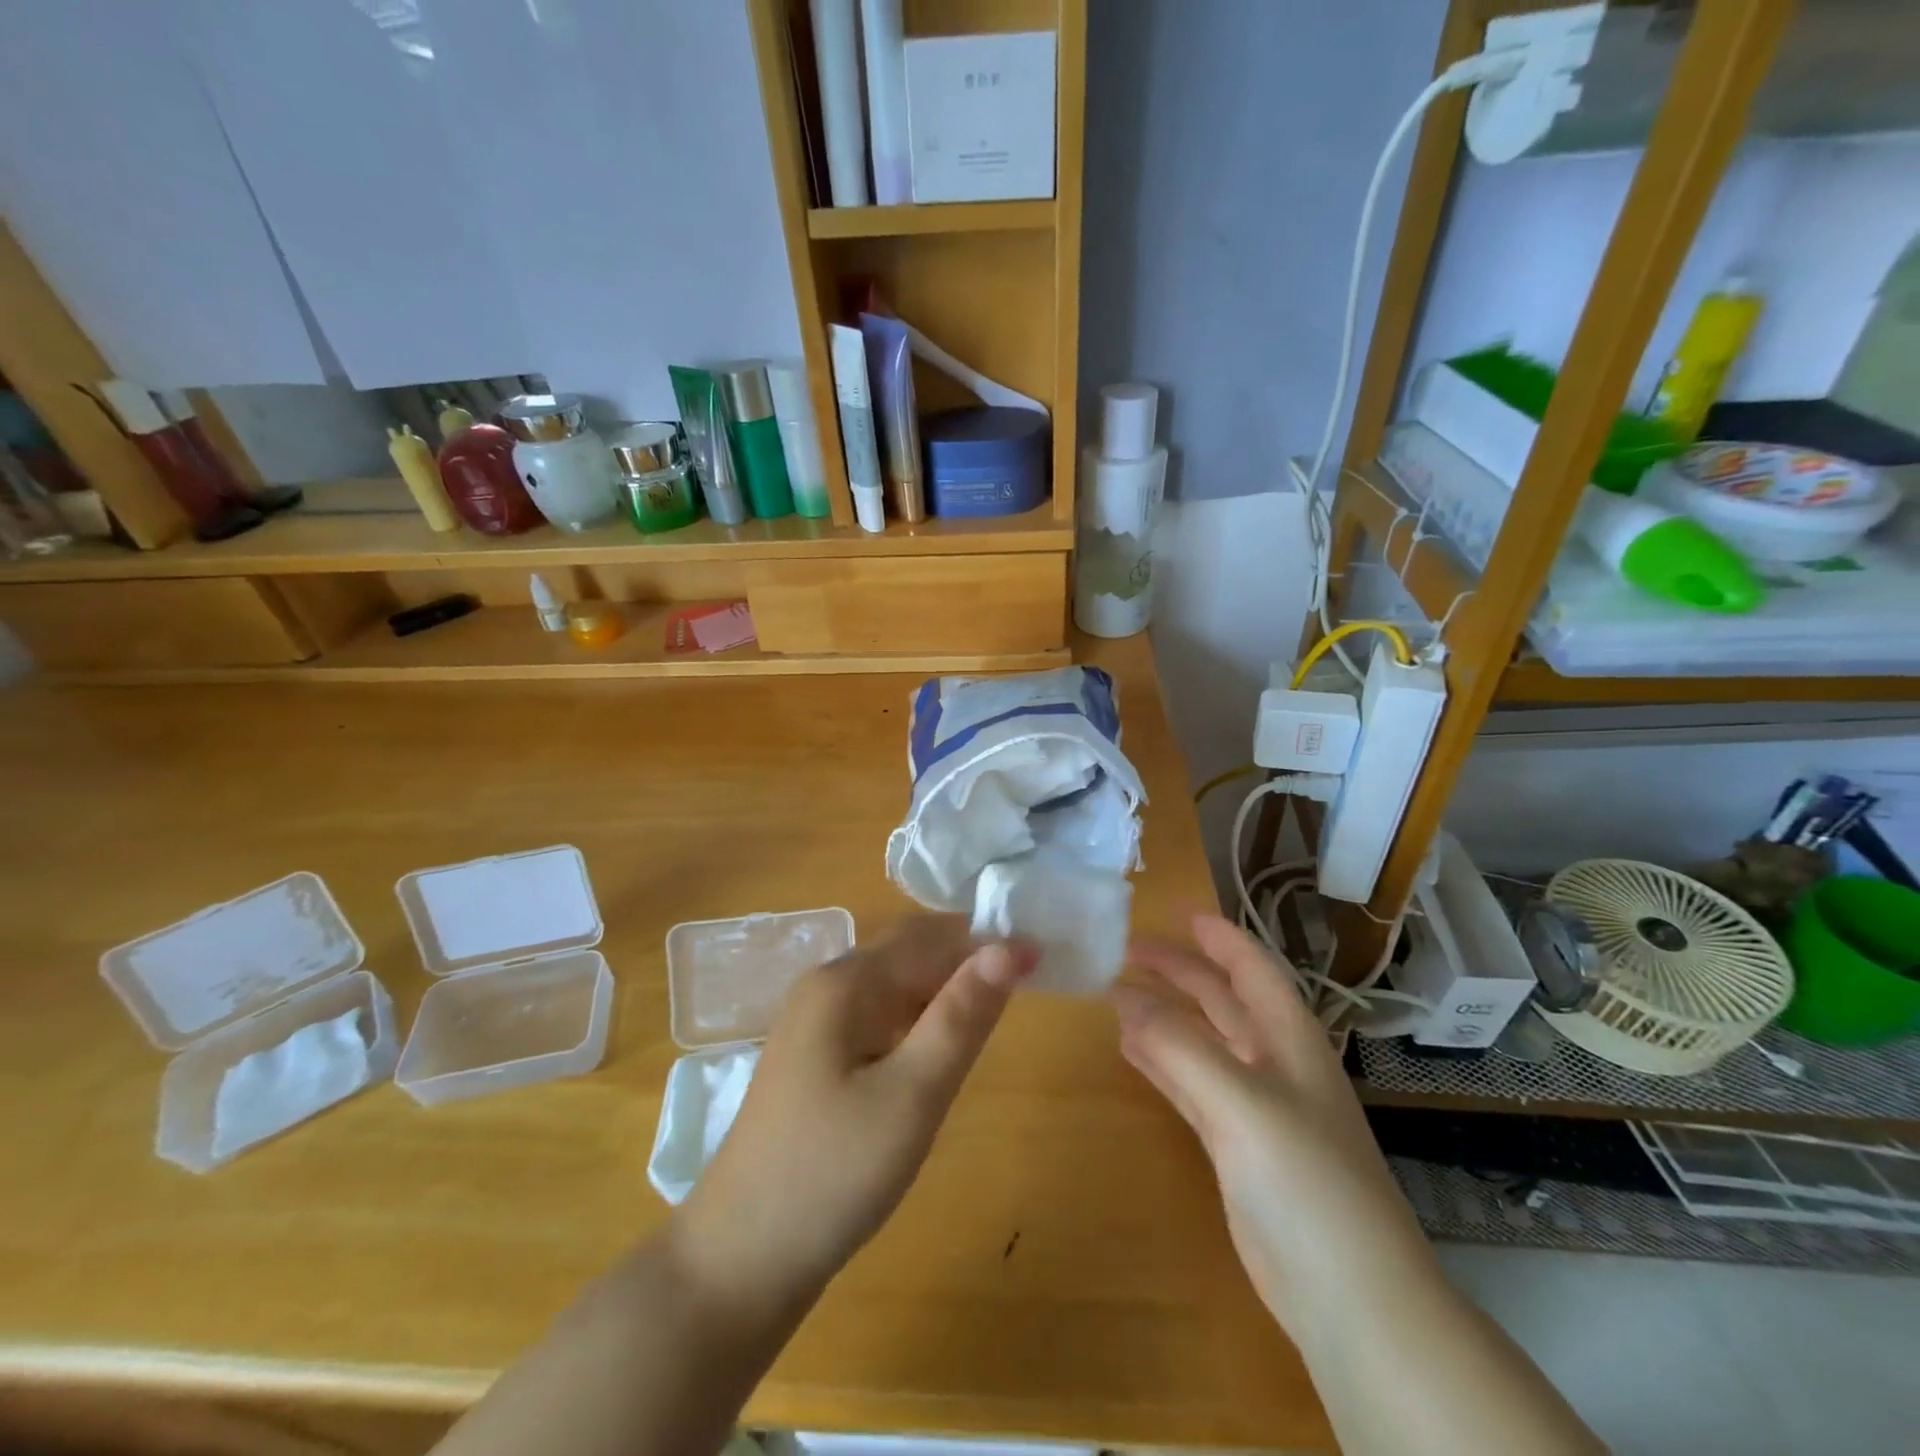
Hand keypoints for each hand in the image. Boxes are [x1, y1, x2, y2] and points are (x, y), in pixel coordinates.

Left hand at [672, 915, 1035, 1313]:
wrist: (740, 1259)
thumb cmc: (834, 1171)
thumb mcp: (913, 1094)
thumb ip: (962, 1017)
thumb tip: (1009, 947)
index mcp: (845, 981)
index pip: (929, 936)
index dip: (985, 941)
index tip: (1041, 958)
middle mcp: (825, 986)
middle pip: (908, 954)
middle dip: (965, 961)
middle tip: (1025, 987)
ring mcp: (814, 1023)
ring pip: (894, 987)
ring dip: (943, 992)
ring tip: (992, 1016)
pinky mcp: (814, 1058)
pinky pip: (877, 1019)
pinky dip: (916, 1022)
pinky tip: (937, 1051)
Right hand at [1113, 914, 1436, 1336]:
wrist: (1350, 1296)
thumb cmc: (1305, 1179)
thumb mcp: (1241, 1101)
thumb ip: (1180, 1046)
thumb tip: (1125, 998)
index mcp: (1289, 1040)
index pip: (1253, 970)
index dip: (1219, 937)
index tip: (1176, 912)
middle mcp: (1273, 1063)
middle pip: (1221, 1000)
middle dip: (1179, 972)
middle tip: (1126, 951)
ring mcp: (1254, 1107)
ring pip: (1202, 1041)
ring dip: (1164, 1015)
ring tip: (1116, 992)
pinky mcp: (1235, 1146)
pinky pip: (1190, 1084)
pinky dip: (1161, 1061)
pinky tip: (1130, 1049)